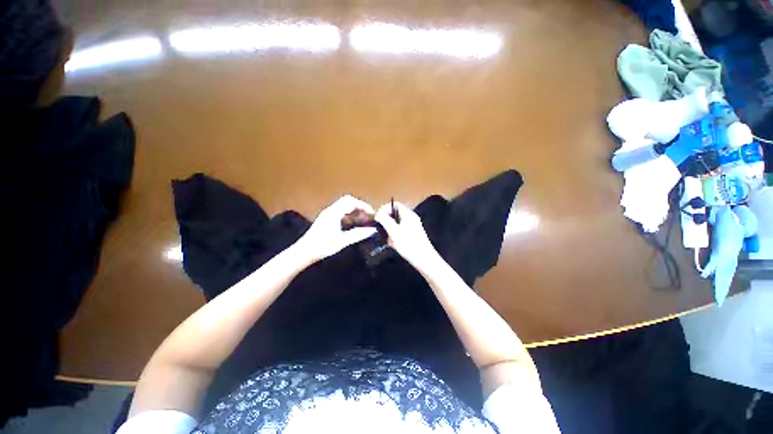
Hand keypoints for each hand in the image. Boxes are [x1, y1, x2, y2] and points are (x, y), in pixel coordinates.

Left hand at [295, 195, 377, 263]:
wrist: (304, 252)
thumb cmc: (323, 246)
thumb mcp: (342, 241)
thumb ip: (358, 234)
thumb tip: (373, 230)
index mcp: (334, 212)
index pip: (352, 202)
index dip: (363, 206)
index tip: (372, 214)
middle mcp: (331, 210)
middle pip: (348, 201)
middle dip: (359, 207)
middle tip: (368, 216)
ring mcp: (327, 214)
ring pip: (344, 207)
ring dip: (354, 211)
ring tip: (363, 221)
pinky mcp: (326, 220)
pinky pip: (340, 212)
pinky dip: (349, 216)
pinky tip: (352, 225)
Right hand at [375, 202, 440, 270]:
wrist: (424, 259)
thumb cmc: (408, 244)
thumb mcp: (394, 231)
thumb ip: (385, 220)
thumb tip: (378, 213)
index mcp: (408, 214)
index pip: (394, 205)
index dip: (384, 209)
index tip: (377, 218)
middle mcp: (411, 218)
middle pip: (395, 213)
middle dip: (386, 220)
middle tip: (380, 228)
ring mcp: (413, 226)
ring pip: (397, 223)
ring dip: (390, 229)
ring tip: (387, 238)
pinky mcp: (413, 234)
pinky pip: (400, 230)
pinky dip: (394, 235)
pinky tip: (393, 243)